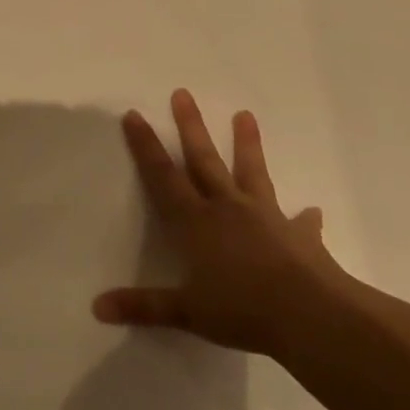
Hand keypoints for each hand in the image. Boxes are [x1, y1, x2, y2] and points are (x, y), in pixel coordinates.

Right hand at [94, 89, 345, 356]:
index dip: (146, 147)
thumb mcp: (187, 312)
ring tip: (246, 115)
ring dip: (247, 145)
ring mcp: (266, 218)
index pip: (163, 177)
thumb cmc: (242, 310)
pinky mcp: (299, 236)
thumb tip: (97, 308)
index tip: (134, 116)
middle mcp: (227, 209)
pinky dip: (303, 217)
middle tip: (183, 93)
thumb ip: (144, 307)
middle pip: (204, 160)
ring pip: (251, 173)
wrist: (312, 316)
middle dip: (190, 127)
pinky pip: (300, 222)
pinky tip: (311, 210)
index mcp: (196, 223)